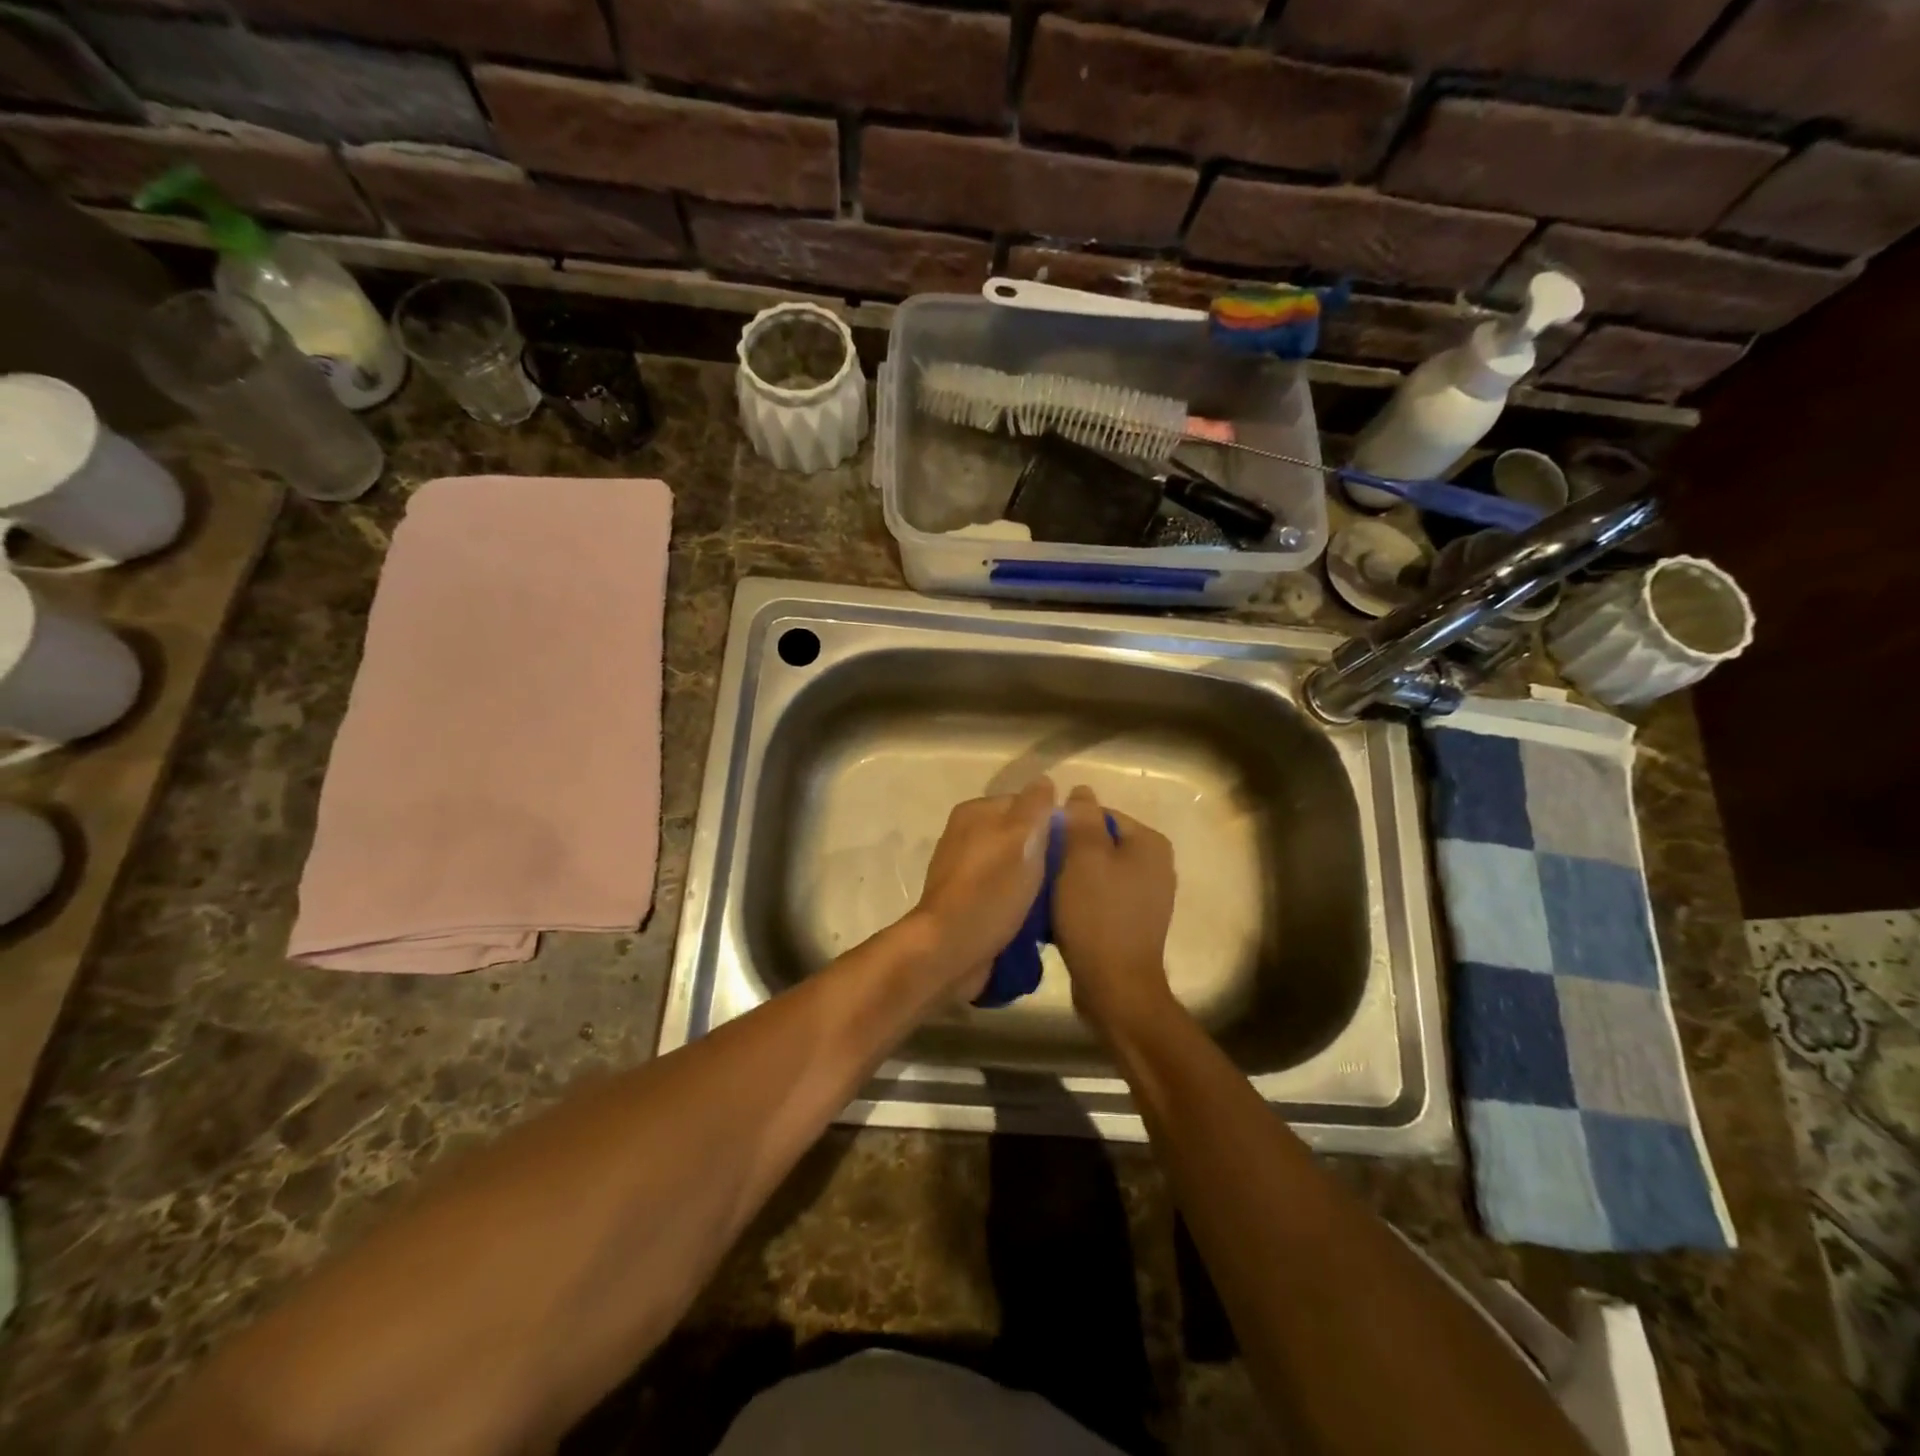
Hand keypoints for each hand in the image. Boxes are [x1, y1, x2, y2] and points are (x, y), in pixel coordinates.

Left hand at [912, 779, 1056, 1000]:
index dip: (1053, 822)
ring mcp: (964, 873)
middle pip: (1019, 837)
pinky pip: (1004, 895)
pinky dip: (1021, 904)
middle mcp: (965, 837)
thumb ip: (1035, 806)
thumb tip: (1044, 781)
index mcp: (975, 813)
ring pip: (1014, 868)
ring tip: (1061, 900)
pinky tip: (1040, 920)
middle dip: (1045, 855)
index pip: (1025, 804)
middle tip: (1071, 876)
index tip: (1076, 847)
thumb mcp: (1021, 837)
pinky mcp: (967, 905)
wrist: (951, 949)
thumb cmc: (990, 888)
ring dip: (1035, 883)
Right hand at [1053, 785, 1177, 1038]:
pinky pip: (1101, 897)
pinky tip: (1060, 913)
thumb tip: (1082, 791)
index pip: (1100, 815)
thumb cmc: (1097, 915)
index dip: (1066, 825)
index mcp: (1150, 843)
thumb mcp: (1083, 857)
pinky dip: (1081, 900)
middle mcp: (1156, 865)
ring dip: (1071, 878)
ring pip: (1098, 871)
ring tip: (1045, 891)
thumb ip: (1082, 818)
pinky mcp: (1134, 922)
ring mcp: (1148, 896)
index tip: (1040, 845)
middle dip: (1068, 852)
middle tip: (1040, 868)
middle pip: (1099, 843)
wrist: (1115, 986)